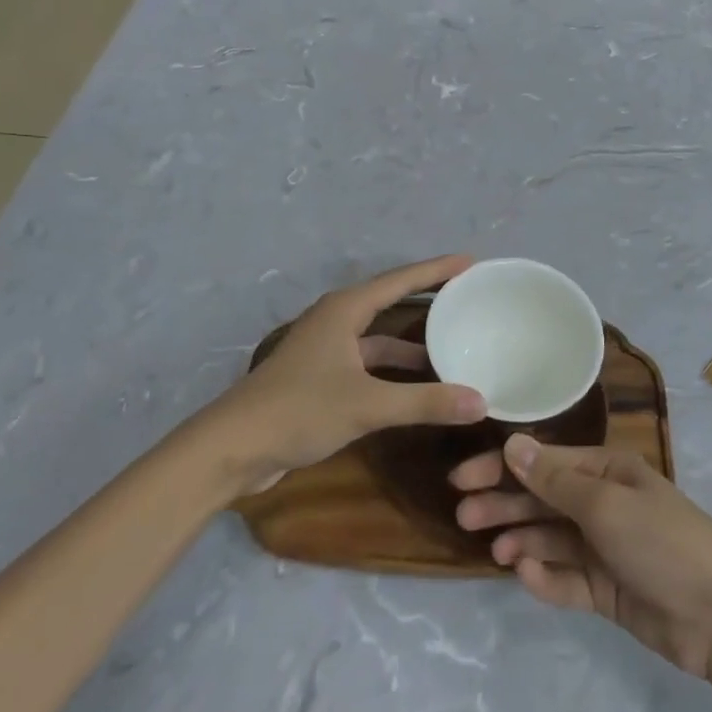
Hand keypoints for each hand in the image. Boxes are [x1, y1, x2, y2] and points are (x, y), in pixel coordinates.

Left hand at [204, 256, 487, 495]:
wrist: (231, 450)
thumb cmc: (298, 410)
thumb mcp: (367, 405)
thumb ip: (425, 402)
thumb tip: (481, 402)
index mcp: (345, 310)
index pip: (401, 280)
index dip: (436, 270)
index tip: (470, 261)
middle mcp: (336, 321)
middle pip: (391, 301)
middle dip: (427, 298)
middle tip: (466, 295)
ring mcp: (327, 351)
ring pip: (379, 338)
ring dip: (411, 343)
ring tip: (451, 344)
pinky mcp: (320, 379)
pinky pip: (369, 363)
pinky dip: (394, 370)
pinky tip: (416, 385)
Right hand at [451, 435, 711, 679]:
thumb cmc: (662, 541)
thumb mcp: (605, 504)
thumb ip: (555, 481)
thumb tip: (513, 444)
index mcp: (606, 471)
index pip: (544, 463)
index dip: (502, 467)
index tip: (461, 479)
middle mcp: (602, 503)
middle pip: (542, 500)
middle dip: (504, 503)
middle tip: (463, 516)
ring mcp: (603, 548)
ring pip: (550, 538)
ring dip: (521, 539)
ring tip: (492, 548)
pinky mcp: (605, 590)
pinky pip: (565, 579)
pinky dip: (545, 577)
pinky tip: (526, 575)